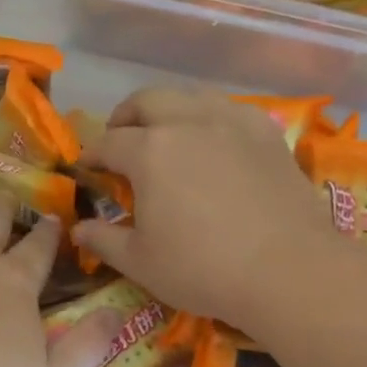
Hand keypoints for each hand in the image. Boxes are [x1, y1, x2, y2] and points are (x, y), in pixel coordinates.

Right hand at [69, 88, 339, 333]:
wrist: (288, 270)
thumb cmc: (202, 268)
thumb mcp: (140, 262)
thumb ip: (103, 240)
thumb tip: (77, 228)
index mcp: (149, 151)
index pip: (108, 143)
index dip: (91, 155)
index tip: (85, 167)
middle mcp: (187, 123)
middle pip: (146, 101)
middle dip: (125, 117)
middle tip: (120, 140)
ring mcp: (232, 123)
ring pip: (191, 96)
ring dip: (169, 110)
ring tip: (166, 134)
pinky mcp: (267, 134)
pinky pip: (231, 110)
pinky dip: (212, 117)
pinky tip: (215, 140)